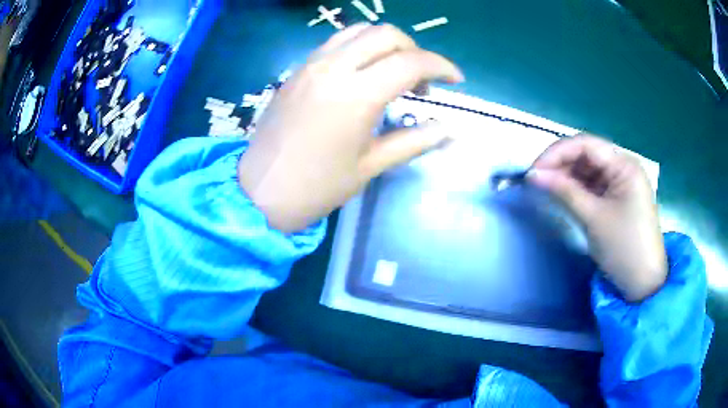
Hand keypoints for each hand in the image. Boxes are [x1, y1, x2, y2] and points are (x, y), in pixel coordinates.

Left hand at [238, 23, 462, 232]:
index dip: (442, 66)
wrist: (260, 191)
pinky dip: (360, 46)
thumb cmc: (316, 186)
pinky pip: (336, 42)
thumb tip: (447, 130)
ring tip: (394, 71)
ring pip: (359, 30)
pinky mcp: (298, 69)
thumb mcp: (370, 166)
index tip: (456, 79)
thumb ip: (413, 141)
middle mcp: (333, 68)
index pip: (411, 62)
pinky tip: (363, 71)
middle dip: (415, 50)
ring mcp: (311, 64)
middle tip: (422, 80)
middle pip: (387, 34)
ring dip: (386, 43)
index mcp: (356, 95)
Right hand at [529, 134, 666, 301]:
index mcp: (624, 165)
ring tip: (545, 189)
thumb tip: (533, 175)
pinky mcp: (617, 198)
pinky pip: (593, 186)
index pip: (586, 144)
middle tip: (536, 181)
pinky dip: (576, 189)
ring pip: (588, 170)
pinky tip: (562, 195)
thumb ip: (564, 192)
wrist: (643, 283)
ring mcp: (621, 183)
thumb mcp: (593, 218)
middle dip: (560, 164)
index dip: (557, 152)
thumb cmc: (624, 248)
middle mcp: (623, 167)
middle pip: (586, 154)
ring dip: (566, 177)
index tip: (533, 170)